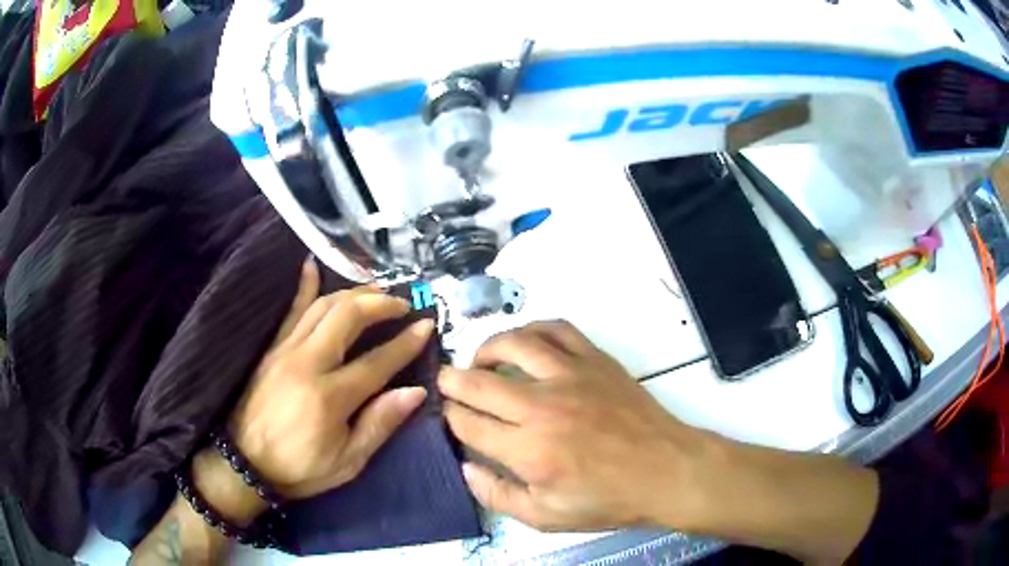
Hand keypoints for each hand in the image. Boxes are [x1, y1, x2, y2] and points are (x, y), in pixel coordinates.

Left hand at [228, 258, 433, 499]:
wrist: (244, 463)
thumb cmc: (300, 468)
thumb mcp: (347, 462)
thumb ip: (379, 425)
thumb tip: (415, 392)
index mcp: (330, 397)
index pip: (377, 361)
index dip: (406, 343)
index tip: (428, 325)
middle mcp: (307, 363)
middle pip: (348, 317)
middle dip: (380, 304)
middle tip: (402, 304)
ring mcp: (285, 350)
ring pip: (322, 307)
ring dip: (353, 293)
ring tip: (375, 291)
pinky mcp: (271, 348)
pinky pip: (290, 311)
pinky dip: (303, 286)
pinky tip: (311, 265)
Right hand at [439, 321, 878, 563]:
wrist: (666, 470)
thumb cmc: (608, 499)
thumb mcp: (547, 518)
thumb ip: (498, 495)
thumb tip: (466, 467)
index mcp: (528, 450)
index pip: (468, 422)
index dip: (450, 416)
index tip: (447, 414)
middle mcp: (541, 406)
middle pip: (478, 381)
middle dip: (451, 380)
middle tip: (445, 381)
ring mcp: (570, 376)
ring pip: (512, 344)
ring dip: (485, 348)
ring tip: (479, 359)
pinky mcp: (595, 359)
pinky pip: (555, 330)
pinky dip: (532, 330)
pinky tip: (525, 342)